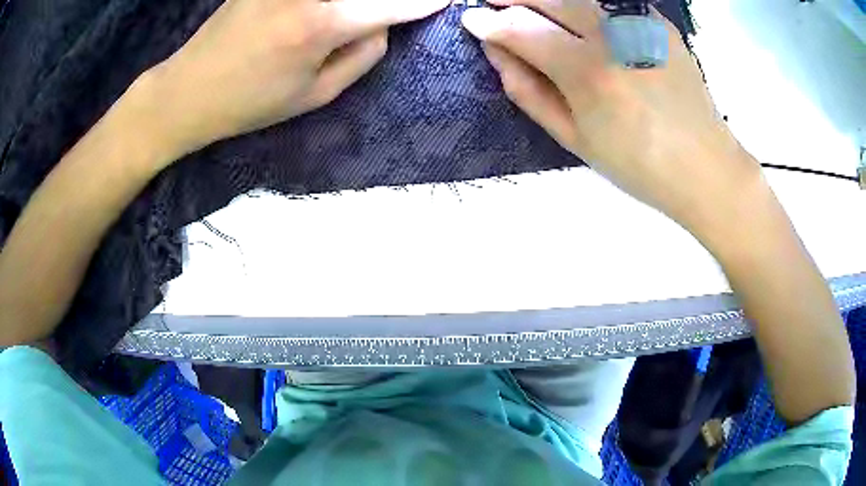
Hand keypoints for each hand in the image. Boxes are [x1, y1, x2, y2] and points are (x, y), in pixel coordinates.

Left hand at [140, 0, 448, 159]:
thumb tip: (385, 22)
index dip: (426, 1)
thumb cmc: (251, 102)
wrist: (188, 89)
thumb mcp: (316, 95)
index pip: (396, 3)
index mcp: (324, 22)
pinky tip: (334, 11)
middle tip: (410, 5)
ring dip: (363, 0)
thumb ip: (364, 55)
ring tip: (360, 16)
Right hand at [461, 0, 761, 232]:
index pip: (521, 29)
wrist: (705, 166)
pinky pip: (609, 3)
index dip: (489, 22)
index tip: (471, 18)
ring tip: (537, 13)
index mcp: (588, 72)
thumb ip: (528, 91)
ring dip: (549, 0)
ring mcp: (639, 23)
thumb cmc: (637, 165)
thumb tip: (497, 53)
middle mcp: (613, 36)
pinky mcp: (657, 21)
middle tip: (495, 4)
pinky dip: (587, 7)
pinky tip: (584, 22)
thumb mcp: (574, 139)